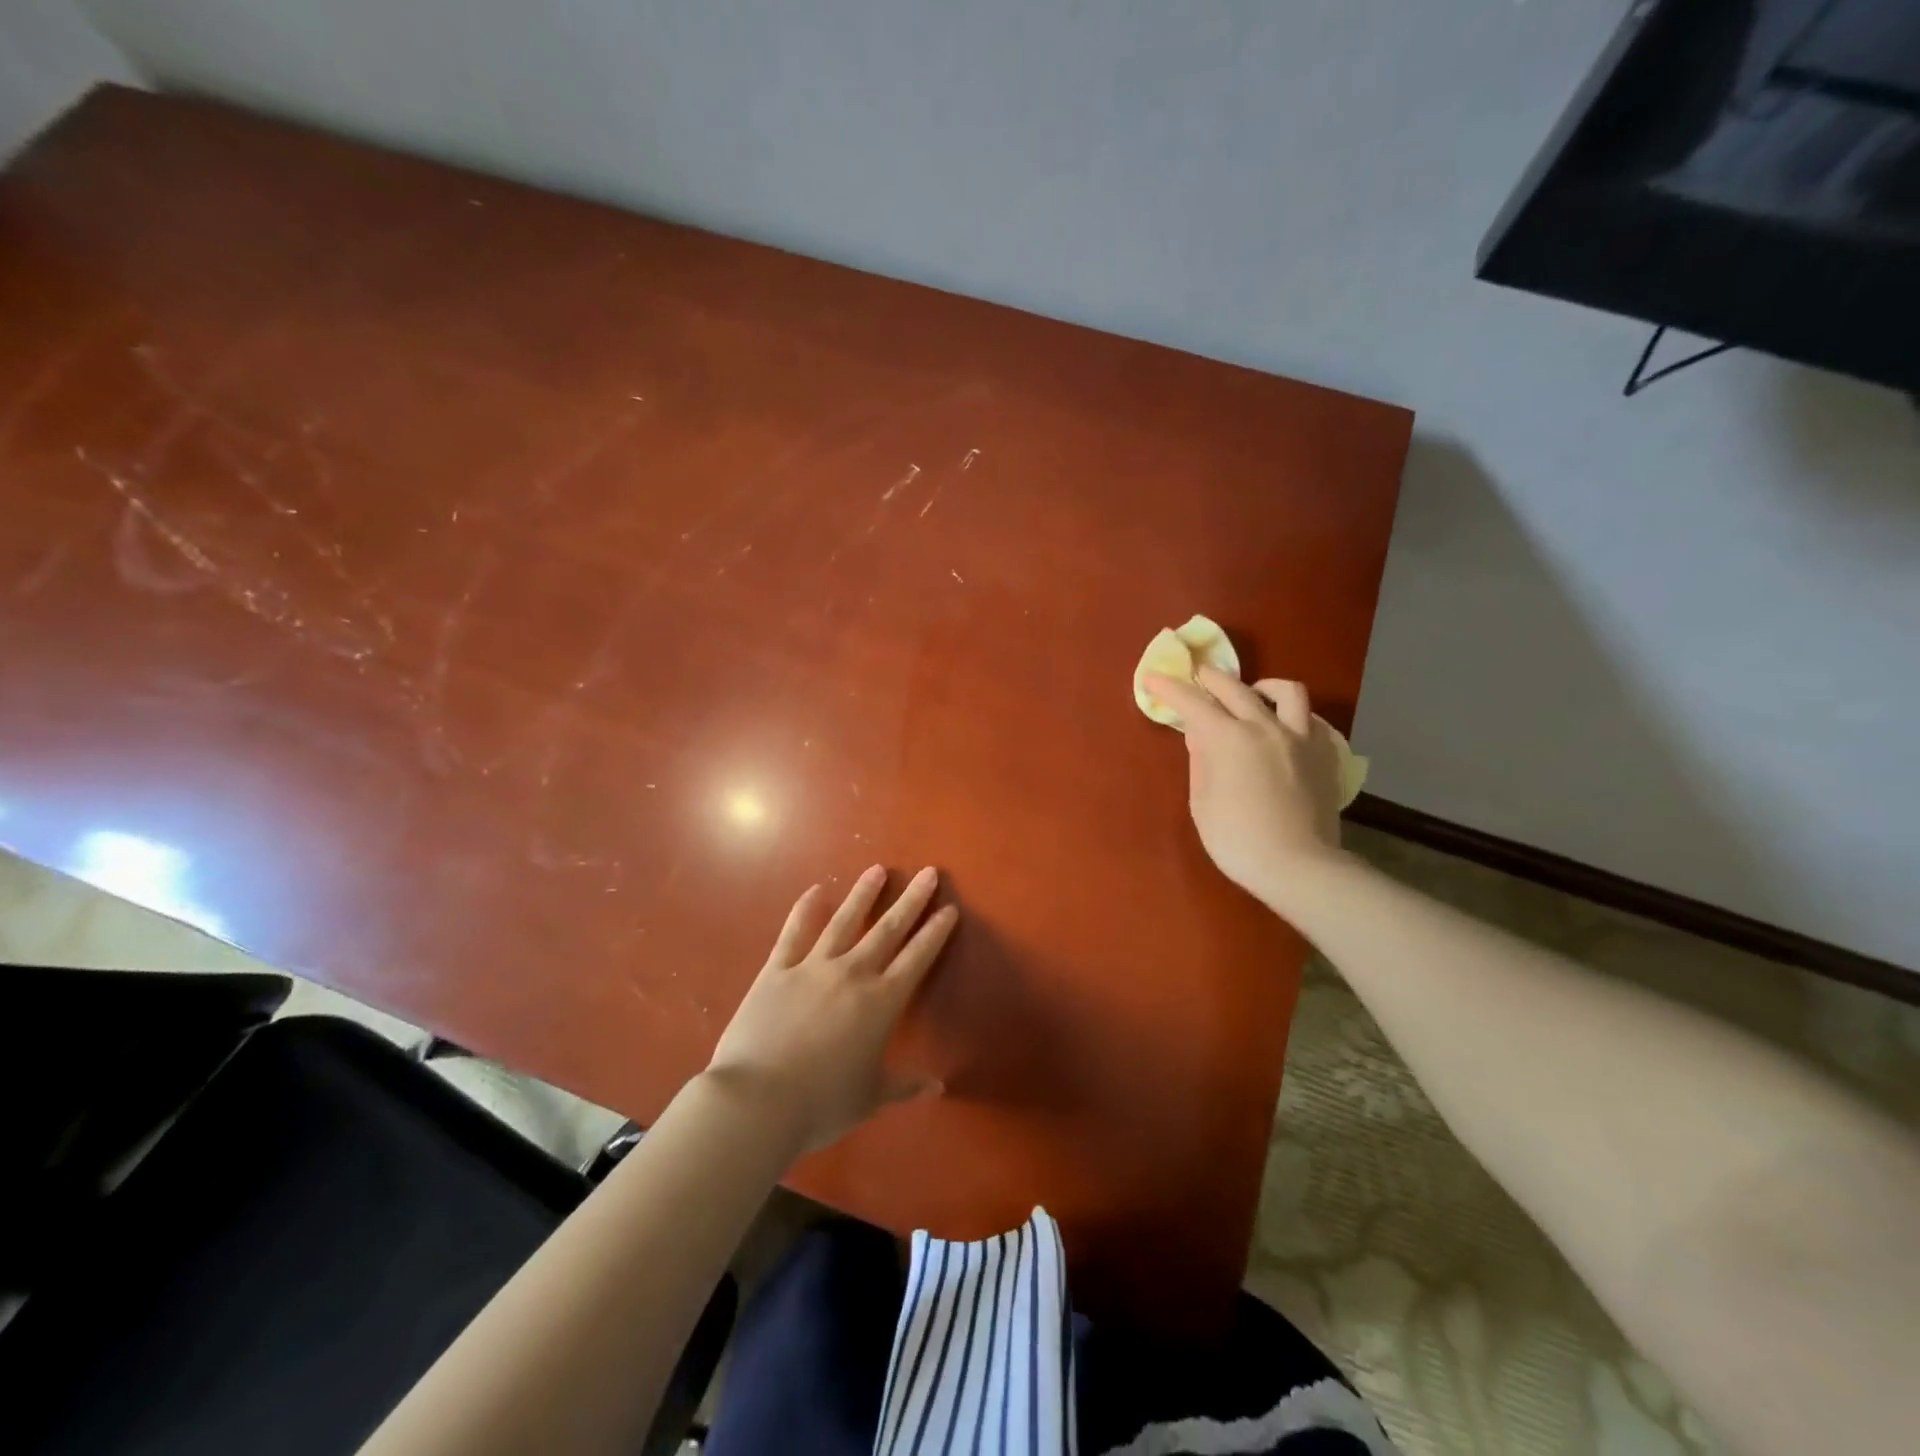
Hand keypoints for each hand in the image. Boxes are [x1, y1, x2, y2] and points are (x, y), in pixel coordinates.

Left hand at [706, 865, 957, 1153]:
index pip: (917, 958)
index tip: (949, 908)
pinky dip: (805, 909)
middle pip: (887, 930)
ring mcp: (812, 967)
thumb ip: (904, 1086)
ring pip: (844, 921)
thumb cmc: (821, 1103)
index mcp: (881, 1002)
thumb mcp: (870, 1098)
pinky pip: (794, 933)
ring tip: (877, 870)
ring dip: (863, 894)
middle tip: (928, 873)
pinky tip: (816, 890)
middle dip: (911, 901)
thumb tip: (937, 1086)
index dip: (935, 932)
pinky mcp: (777, 970)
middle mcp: (852, 974)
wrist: (757, 1101)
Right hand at [1145, 667, 1346, 904]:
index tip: (1154, 679)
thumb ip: (1201, 761)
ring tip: (1252, 695)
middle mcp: (1265, 727)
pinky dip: (1295, 716)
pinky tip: (1286, 728)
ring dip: (1262, 687)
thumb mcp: (1202, 802)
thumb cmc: (1237, 840)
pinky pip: (1312, 720)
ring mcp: (1300, 738)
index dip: (1169, 688)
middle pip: (1234, 687)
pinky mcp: (1325, 755)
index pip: (1192, 702)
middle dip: (1209, 676)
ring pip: (1286, 691)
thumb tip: (1199, 735)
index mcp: (1228, 739)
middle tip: (1196, 675)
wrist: (1299, 866)